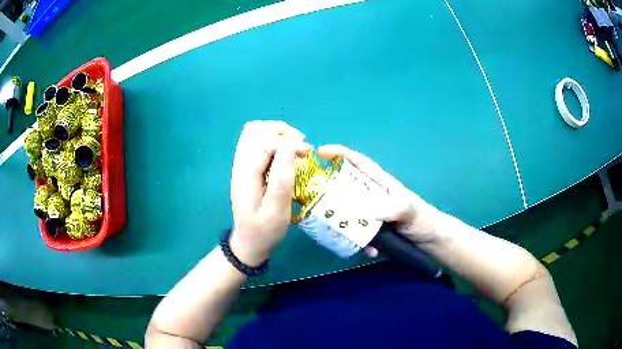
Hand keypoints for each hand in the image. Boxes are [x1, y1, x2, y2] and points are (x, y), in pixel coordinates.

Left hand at [229, 121, 310, 265]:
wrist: (248, 243)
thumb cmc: (265, 231)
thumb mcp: (277, 210)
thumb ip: (282, 179)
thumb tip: (290, 148)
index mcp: (245, 174)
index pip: (264, 142)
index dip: (288, 142)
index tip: (308, 152)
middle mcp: (239, 165)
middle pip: (254, 130)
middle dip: (281, 131)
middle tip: (301, 144)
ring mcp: (241, 165)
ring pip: (253, 133)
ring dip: (276, 132)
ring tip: (295, 144)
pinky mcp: (246, 168)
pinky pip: (255, 143)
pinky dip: (272, 140)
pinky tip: (285, 152)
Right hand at [317, 145, 441, 254]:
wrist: (431, 241)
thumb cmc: (423, 220)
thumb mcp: (409, 212)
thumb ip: (392, 209)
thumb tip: (368, 214)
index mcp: (381, 183)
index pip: (359, 162)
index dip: (340, 154)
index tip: (321, 152)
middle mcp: (372, 196)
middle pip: (345, 187)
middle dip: (330, 192)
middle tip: (317, 203)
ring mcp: (370, 214)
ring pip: (348, 214)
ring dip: (345, 226)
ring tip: (347, 237)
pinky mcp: (371, 230)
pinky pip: (358, 234)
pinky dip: (361, 244)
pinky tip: (371, 251)